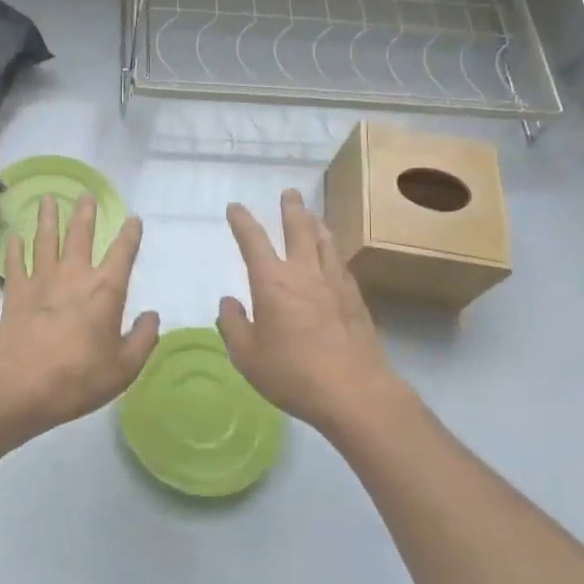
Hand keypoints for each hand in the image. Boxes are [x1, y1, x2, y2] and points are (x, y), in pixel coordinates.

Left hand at [0, 193, 159, 440]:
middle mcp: (74, 276)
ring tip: (47, 198)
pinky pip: (15, 263)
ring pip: (45, 240)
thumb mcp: (125, 367)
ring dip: (47, 218)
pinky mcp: (14, 293)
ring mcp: (41, 281)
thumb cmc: (79, 378)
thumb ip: (143, 339)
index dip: (130, 234)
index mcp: (106, 290)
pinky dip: (14, 248)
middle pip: (80, 234)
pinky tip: (14, 236)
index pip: (123, 252)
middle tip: (85, 194)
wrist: (21, 387)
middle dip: (85, 213)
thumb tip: (152, 316)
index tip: (134, 218)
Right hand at [217, 189, 405, 437]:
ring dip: (316, 224)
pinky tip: (333, 255)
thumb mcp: (247, 355)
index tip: (235, 207)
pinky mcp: (355, 299)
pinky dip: (333, 250)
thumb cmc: (292, 374)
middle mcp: (304, 273)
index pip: (253, 241)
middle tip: (290, 192)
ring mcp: (334, 283)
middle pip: (298, 229)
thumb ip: (233, 325)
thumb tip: (228, 302)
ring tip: (313, 214)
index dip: (242, 221)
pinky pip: (341, 263)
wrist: (353, 391)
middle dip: (291, 209)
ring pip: (325, 242)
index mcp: (272, 282)